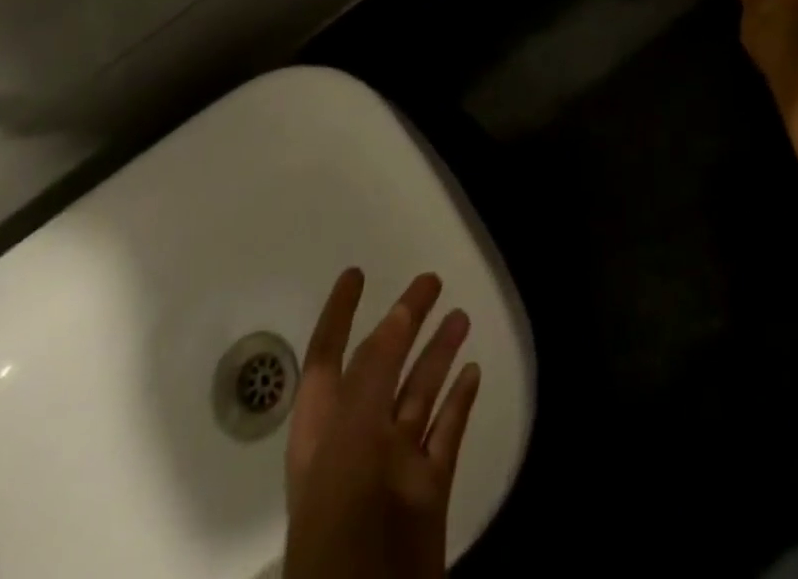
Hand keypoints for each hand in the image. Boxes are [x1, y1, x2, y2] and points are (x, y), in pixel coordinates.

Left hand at [284, 269, 481, 578]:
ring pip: (419, 394)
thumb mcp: (350, 438)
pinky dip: (459, 401)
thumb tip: (398, 315)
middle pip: (383, 365)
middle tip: (432, 283)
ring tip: (461, 317)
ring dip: (438, 354)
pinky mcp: (428, 491)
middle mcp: (358, 439)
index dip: (341, 313)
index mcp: (325, 428)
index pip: (329, 355)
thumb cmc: (341, 523)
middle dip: (404, 322)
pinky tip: (473, 371)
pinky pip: (446, 432)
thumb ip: (373, 372)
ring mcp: (395, 466)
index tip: (358, 274)